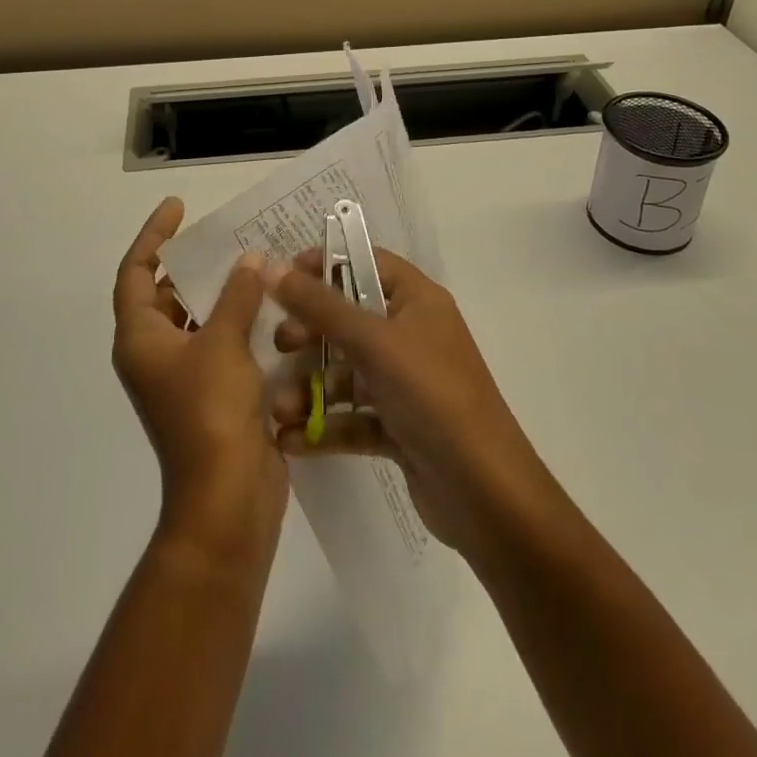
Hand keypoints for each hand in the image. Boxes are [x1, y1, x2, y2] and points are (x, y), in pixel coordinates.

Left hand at [113, 197, 287, 566]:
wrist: (226, 499)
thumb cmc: (211, 413)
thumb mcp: (224, 343)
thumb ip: (236, 295)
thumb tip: (248, 261)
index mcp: (140, 339)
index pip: (134, 273)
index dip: (153, 237)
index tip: (178, 208)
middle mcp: (153, 354)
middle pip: (163, 295)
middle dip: (190, 265)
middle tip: (223, 236)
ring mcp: (181, 378)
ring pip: (195, 320)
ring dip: (219, 293)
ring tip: (252, 264)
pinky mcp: (210, 395)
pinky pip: (219, 343)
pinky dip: (237, 322)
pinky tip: (269, 308)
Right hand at [267, 248, 559, 562]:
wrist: (485, 492)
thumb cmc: (431, 394)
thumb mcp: (373, 342)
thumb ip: (320, 305)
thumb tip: (271, 267)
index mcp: (417, 300)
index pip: (366, 263)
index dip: (325, 264)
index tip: (284, 277)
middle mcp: (412, 334)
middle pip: (350, 318)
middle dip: (311, 332)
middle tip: (280, 345)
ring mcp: (407, 382)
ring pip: (348, 371)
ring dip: (310, 387)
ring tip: (279, 408)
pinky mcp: (400, 426)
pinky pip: (354, 415)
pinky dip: (325, 425)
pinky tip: (291, 440)